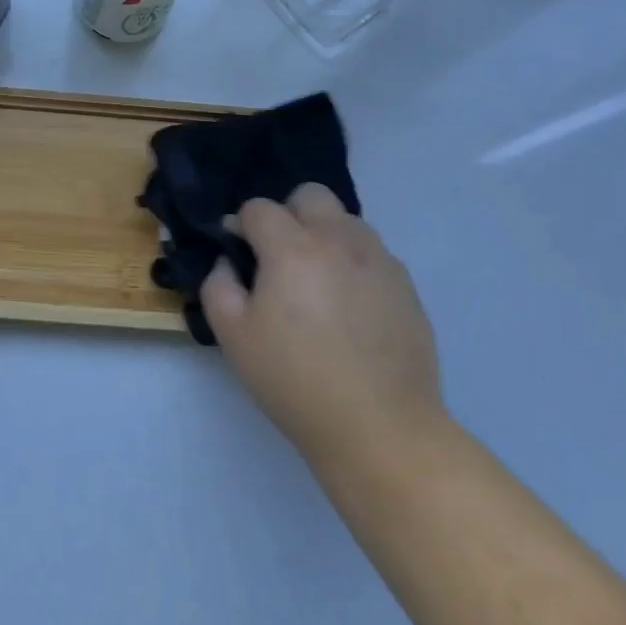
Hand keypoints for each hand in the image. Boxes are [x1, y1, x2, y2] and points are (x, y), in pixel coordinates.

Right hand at [202, 184, 443, 473]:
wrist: (380, 429)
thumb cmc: (295, 381)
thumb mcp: (233, 336)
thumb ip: (219, 285)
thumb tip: (231, 261)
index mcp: (293, 248)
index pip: (259, 208)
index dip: (241, 225)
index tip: (237, 254)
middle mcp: (339, 240)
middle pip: (310, 195)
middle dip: (287, 214)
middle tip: (279, 257)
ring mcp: (379, 260)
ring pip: (346, 220)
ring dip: (323, 235)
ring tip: (316, 280)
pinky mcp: (406, 286)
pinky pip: (372, 253)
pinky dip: (353, 263)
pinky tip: (348, 306)